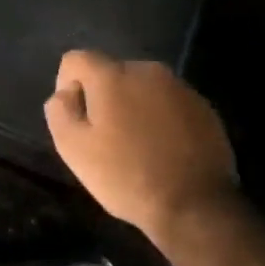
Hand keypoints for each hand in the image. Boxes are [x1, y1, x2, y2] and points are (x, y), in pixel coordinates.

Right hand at [44, 50, 236, 243]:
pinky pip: (168, 103)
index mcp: (112, 75)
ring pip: (142, 88)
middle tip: (104, 137)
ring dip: (132, 107)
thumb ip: (60, 111)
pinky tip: (162, 151)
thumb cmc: (126, 176)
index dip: (66, 85)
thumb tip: (65, 93)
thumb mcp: (74, 148)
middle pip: (111, 73)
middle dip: (102, 97)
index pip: (76, 59)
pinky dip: (159, 118)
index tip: (75, 118)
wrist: (195, 206)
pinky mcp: (204, 108)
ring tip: (135, 146)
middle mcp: (148, 70)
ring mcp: (181, 88)